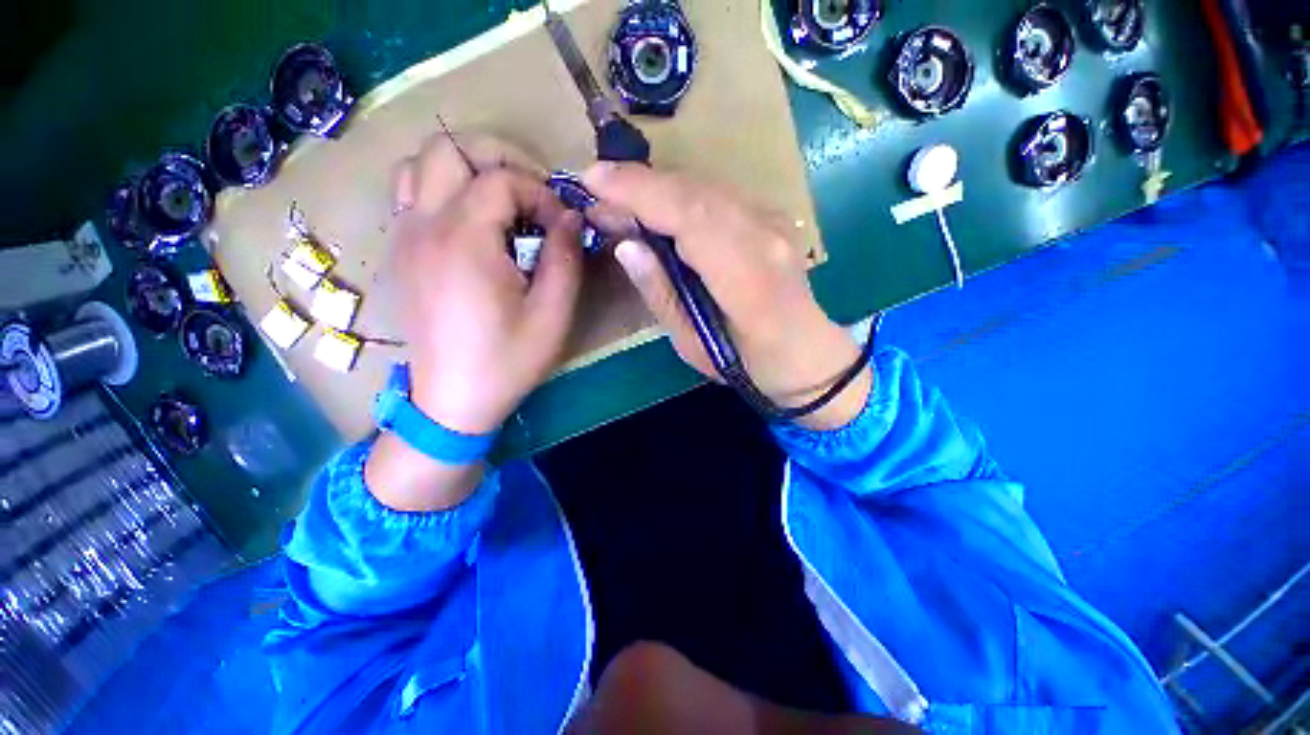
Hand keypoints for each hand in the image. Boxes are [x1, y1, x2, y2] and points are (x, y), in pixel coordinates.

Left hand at [366, 134, 581, 511]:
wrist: (453, 400)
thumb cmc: (508, 360)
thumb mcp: (553, 314)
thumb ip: (565, 257)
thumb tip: (570, 216)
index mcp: (463, 241)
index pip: (500, 178)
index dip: (540, 192)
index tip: (561, 224)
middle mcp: (423, 226)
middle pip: (447, 148)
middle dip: (498, 157)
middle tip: (532, 191)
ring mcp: (403, 237)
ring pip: (419, 164)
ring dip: (464, 169)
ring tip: (500, 201)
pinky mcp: (400, 253)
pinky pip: (410, 195)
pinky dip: (442, 190)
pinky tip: (472, 225)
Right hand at [582, 163, 869, 429]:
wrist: (807, 355)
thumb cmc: (749, 364)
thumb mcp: (694, 346)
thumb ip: (662, 294)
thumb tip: (627, 246)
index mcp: (746, 278)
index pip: (689, 216)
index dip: (639, 192)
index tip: (592, 181)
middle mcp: (764, 237)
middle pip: (695, 191)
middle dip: (639, 183)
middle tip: (597, 190)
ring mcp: (773, 223)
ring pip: (706, 186)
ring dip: (658, 186)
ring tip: (620, 197)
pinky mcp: (771, 219)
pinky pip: (718, 195)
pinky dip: (680, 193)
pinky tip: (659, 205)